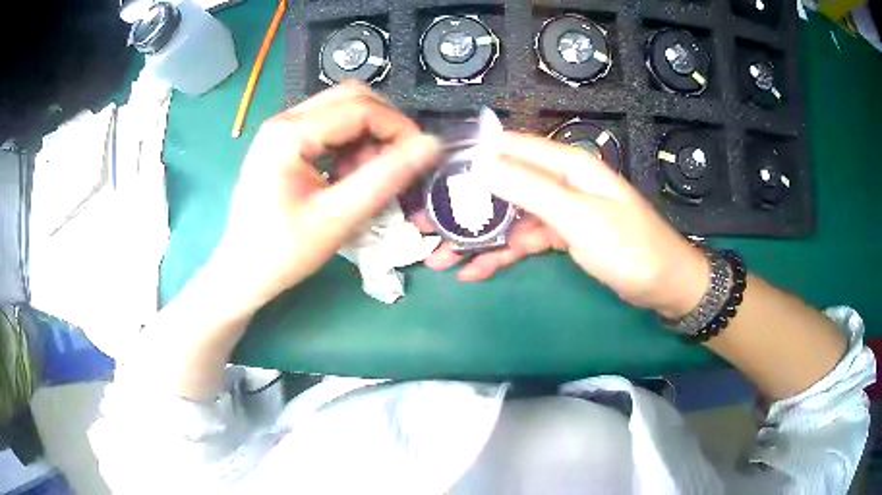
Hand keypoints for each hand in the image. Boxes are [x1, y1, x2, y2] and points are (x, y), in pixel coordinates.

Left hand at [212, 83, 438, 312]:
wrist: (241, 273)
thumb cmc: (282, 253)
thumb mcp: (336, 218)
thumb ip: (385, 179)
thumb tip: (431, 145)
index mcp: (290, 133)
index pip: (361, 108)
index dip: (399, 128)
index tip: (420, 158)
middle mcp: (284, 120)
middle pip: (351, 98)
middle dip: (384, 126)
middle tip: (397, 164)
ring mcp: (282, 130)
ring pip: (342, 111)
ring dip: (367, 136)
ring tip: (369, 177)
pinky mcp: (284, 143)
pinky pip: (329, 128)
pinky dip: (350, 145)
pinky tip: (349, 176)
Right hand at [425, 132, 709, 318]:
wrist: (664, 286)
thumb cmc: (629, 248)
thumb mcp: (579, 218)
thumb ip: (531, 189)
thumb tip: (482, 164)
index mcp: (567, 165)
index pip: (511, 147)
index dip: (471, 155)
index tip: (432, 169)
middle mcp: (560, 182)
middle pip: (503, 186)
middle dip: (464, 205)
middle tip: (425, 223)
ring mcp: (560, 212)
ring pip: (509, 218)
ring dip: (476, 237)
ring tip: (439, 257)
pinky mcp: (563, 237)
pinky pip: (523, 242)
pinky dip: (499, 256)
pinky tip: (473, 270)